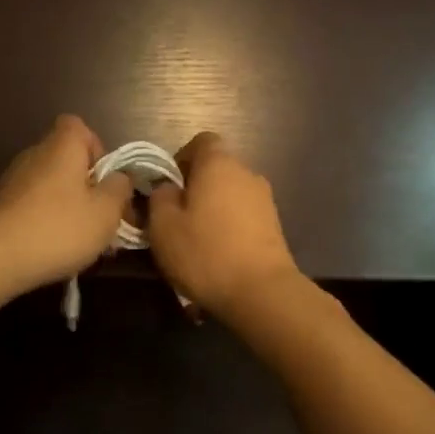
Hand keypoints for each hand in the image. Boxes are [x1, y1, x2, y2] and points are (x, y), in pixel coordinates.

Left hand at [0, 116, 134, 293]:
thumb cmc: (59, 227)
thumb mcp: (106, 211)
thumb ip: (120, 189)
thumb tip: (119, 178)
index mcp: (62, 146)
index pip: (79, 127)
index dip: (97, 149)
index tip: (105, 180)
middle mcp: (35, 154)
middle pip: (67, 159)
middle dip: (87, 186)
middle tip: (101, 218)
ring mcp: (12, 180)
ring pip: (51, 186)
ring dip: (68, 206)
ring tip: (81, 241)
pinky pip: (32, 205)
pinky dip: (46, 221)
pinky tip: (53, 250)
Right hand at [148, 133, 301, 317]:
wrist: (262, 292)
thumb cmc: (205, 252)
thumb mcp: (163, 226)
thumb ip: (160, 197)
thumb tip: (167, 187)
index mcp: (218, 164)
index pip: (202, 141)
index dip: (182, 158)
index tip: (168, 186)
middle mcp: (246, 173)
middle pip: (216, 169)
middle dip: (196, 188)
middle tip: (177, 218)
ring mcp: (265, 199)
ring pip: (230, 194)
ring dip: (213, 210)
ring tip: (197, 241)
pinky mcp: (274, 225)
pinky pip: (244, 216)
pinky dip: (230, 227)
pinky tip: (219, 255)